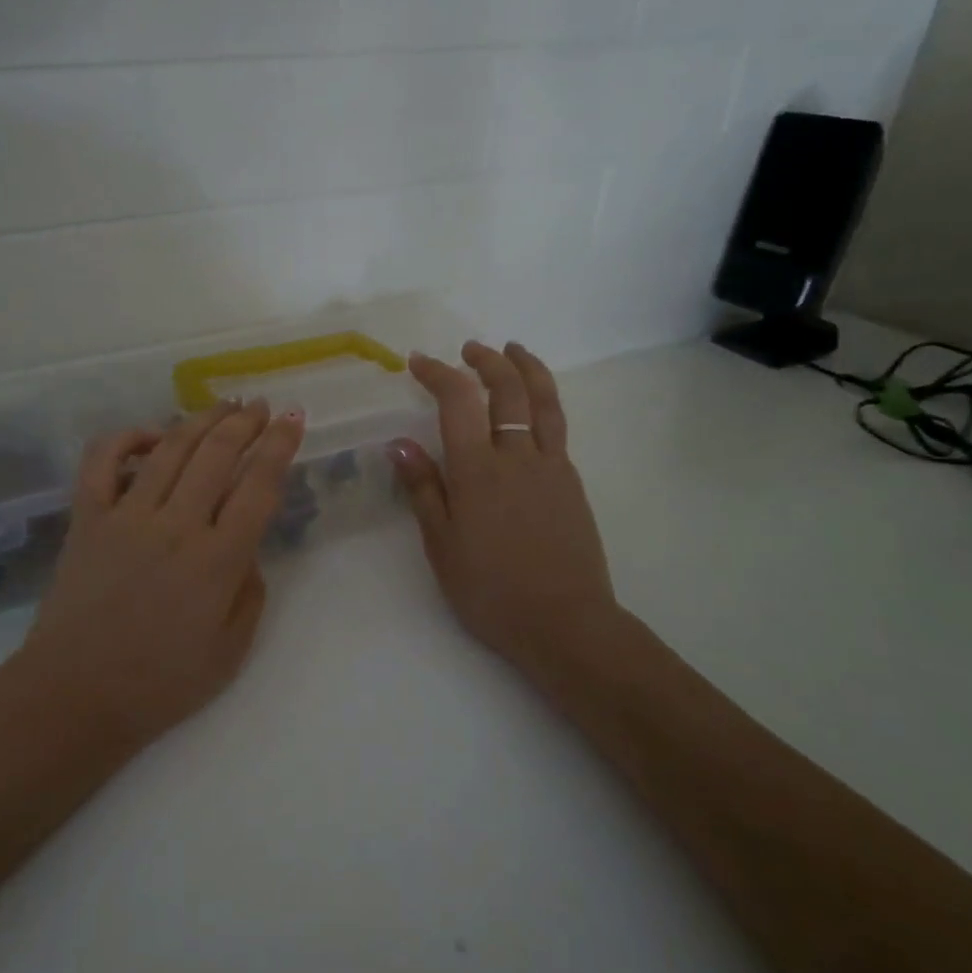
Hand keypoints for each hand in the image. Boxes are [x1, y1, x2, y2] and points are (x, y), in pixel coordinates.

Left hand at [16, 399, 304, 743]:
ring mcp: (127, 517)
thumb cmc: (160, 683)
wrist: (75, 696)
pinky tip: (151, 434)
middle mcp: (176, 526)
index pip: (258, 486)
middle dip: (244, 422)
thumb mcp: (231, 650)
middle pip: (216, 454)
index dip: (280, 446)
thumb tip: (246, 549)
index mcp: (217, 560)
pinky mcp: (87, 519)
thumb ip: (249, 592)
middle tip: (260, 405)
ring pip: (169, 449)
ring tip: (222, 405)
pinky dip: (126, 438)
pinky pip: (102, 462)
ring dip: (200, 420)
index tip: (295, 419)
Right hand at [389, 341, 615, 671]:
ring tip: (513, 350)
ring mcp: (551, 466)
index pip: (458, 400)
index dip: (437, 373)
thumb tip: (400, 443)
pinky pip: (557, 427)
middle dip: (487, 360)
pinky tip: (531, 409)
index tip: (418, 362)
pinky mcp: (572, 482)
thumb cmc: (491, 590)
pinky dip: (543, 402)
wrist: (565, 623)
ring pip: (543, 400)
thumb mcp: (442, 545)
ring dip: (526, 367)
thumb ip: (423, 489)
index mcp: (477, 471)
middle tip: (469, 349)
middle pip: (507, 388)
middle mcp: (517, 456)